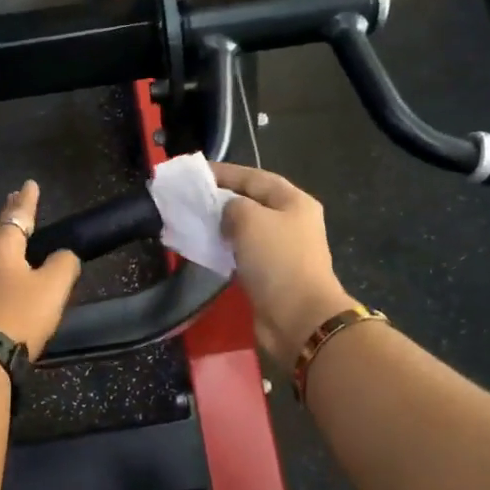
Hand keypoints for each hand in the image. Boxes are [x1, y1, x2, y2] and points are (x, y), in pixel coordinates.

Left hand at [0, 181, 81, 358]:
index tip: (30, 183)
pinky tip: (1, 276)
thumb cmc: (19, 314)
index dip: (27, 201)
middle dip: (10, 216)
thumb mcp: (53, 287)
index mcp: (2, 248)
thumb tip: (64, 255)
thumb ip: (64, 264)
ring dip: (2, 241)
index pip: (18, 216)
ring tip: (11, 236)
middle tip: (15, 200)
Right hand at [213, 163, 357, 366]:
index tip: (195, 173)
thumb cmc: (277, 260)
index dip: (225, 172)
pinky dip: (224, 249)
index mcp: (293, 201)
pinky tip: (205, 249)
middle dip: (221, 199)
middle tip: (190, 199)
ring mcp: (282, 250)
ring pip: (246, 230)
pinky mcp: (271, 274)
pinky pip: (243, 254)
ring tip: (193, 223)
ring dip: (221, 226)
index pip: (254, 177)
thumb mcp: (250, 219)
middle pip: (251, 202)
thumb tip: (227, 213)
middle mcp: (291, 222)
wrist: (298, 317)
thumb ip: (232, 206)